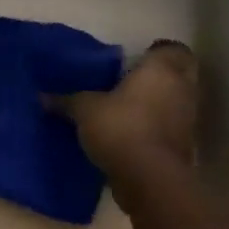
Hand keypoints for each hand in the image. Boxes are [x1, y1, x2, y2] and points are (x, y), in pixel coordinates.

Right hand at [60, 41, 201, 178]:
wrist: (149, 179)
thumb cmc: (120, 128)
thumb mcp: (84, 110)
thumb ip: (66, 100)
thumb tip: (41, 96)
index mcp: (161, 71)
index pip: (173, 49)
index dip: (157, 52)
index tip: (136, 59)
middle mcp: (182, 90)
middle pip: (180, 75)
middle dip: (160, 77)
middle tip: (131, 81)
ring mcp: (186, 121)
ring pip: (175, 103)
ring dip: (157, 104)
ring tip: (126, 110)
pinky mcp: (183, 147)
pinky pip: (169, 129)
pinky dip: (155, 129)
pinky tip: (129, 136)